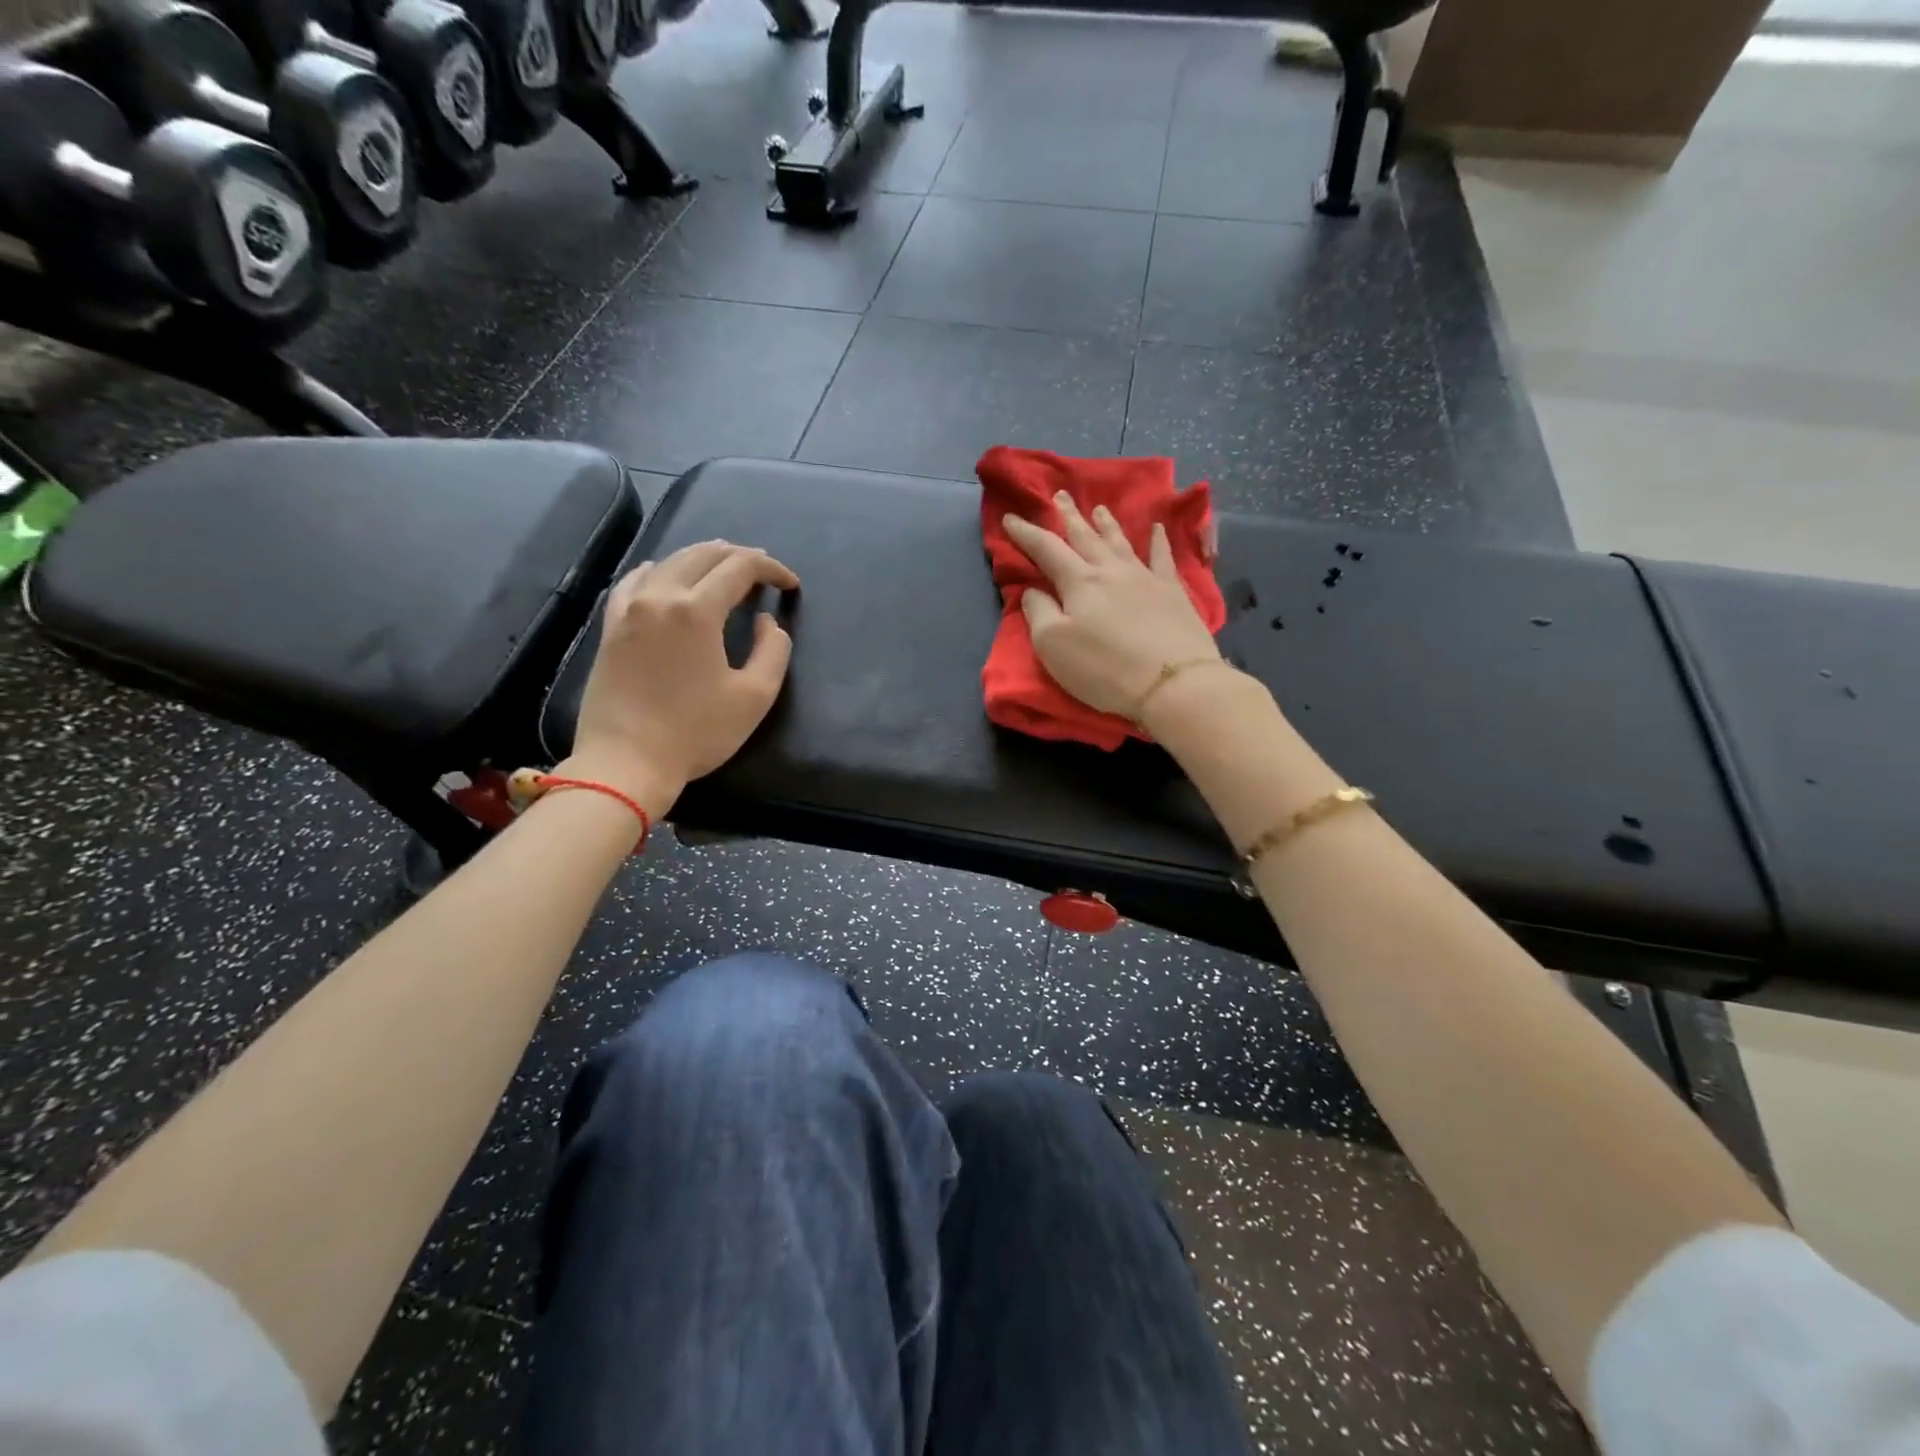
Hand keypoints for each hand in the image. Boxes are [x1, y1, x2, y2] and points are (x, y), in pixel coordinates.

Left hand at [563, 541, 799, 809]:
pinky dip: (660, 570)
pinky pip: (635, 581)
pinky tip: (666, 576)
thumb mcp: (755, 696)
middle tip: (764, 574)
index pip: (740, 567)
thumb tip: (765, 621)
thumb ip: (773, 650)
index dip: (771, 568)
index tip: (790, 585)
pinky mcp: (611, 627)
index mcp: (697, 610)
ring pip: (670, 562)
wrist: (626, 762)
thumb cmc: (696, 732)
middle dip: (740, 557)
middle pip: (704, 555)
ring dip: (704, 559)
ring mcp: (629, 609)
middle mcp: (660, 596)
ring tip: (725, 571)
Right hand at [1003, 492, 1220, 718]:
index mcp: (1079, 582)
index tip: (1010, 517)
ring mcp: (1145, 578)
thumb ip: (1039, 612)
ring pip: (1120, 542)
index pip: (1046, 549)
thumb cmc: (1104, 668)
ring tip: (1099, 508)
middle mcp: (1111, 570)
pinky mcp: (1173, 593)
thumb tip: (1034, 590)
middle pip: (1085, 537)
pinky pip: (1163, 558)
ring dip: (1107, 524)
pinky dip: (1159, 541)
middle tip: (1059, 495)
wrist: (1172, 683)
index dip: (1026, 533)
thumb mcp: (1053, 646)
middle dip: (1069, 516)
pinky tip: (1158, 529)